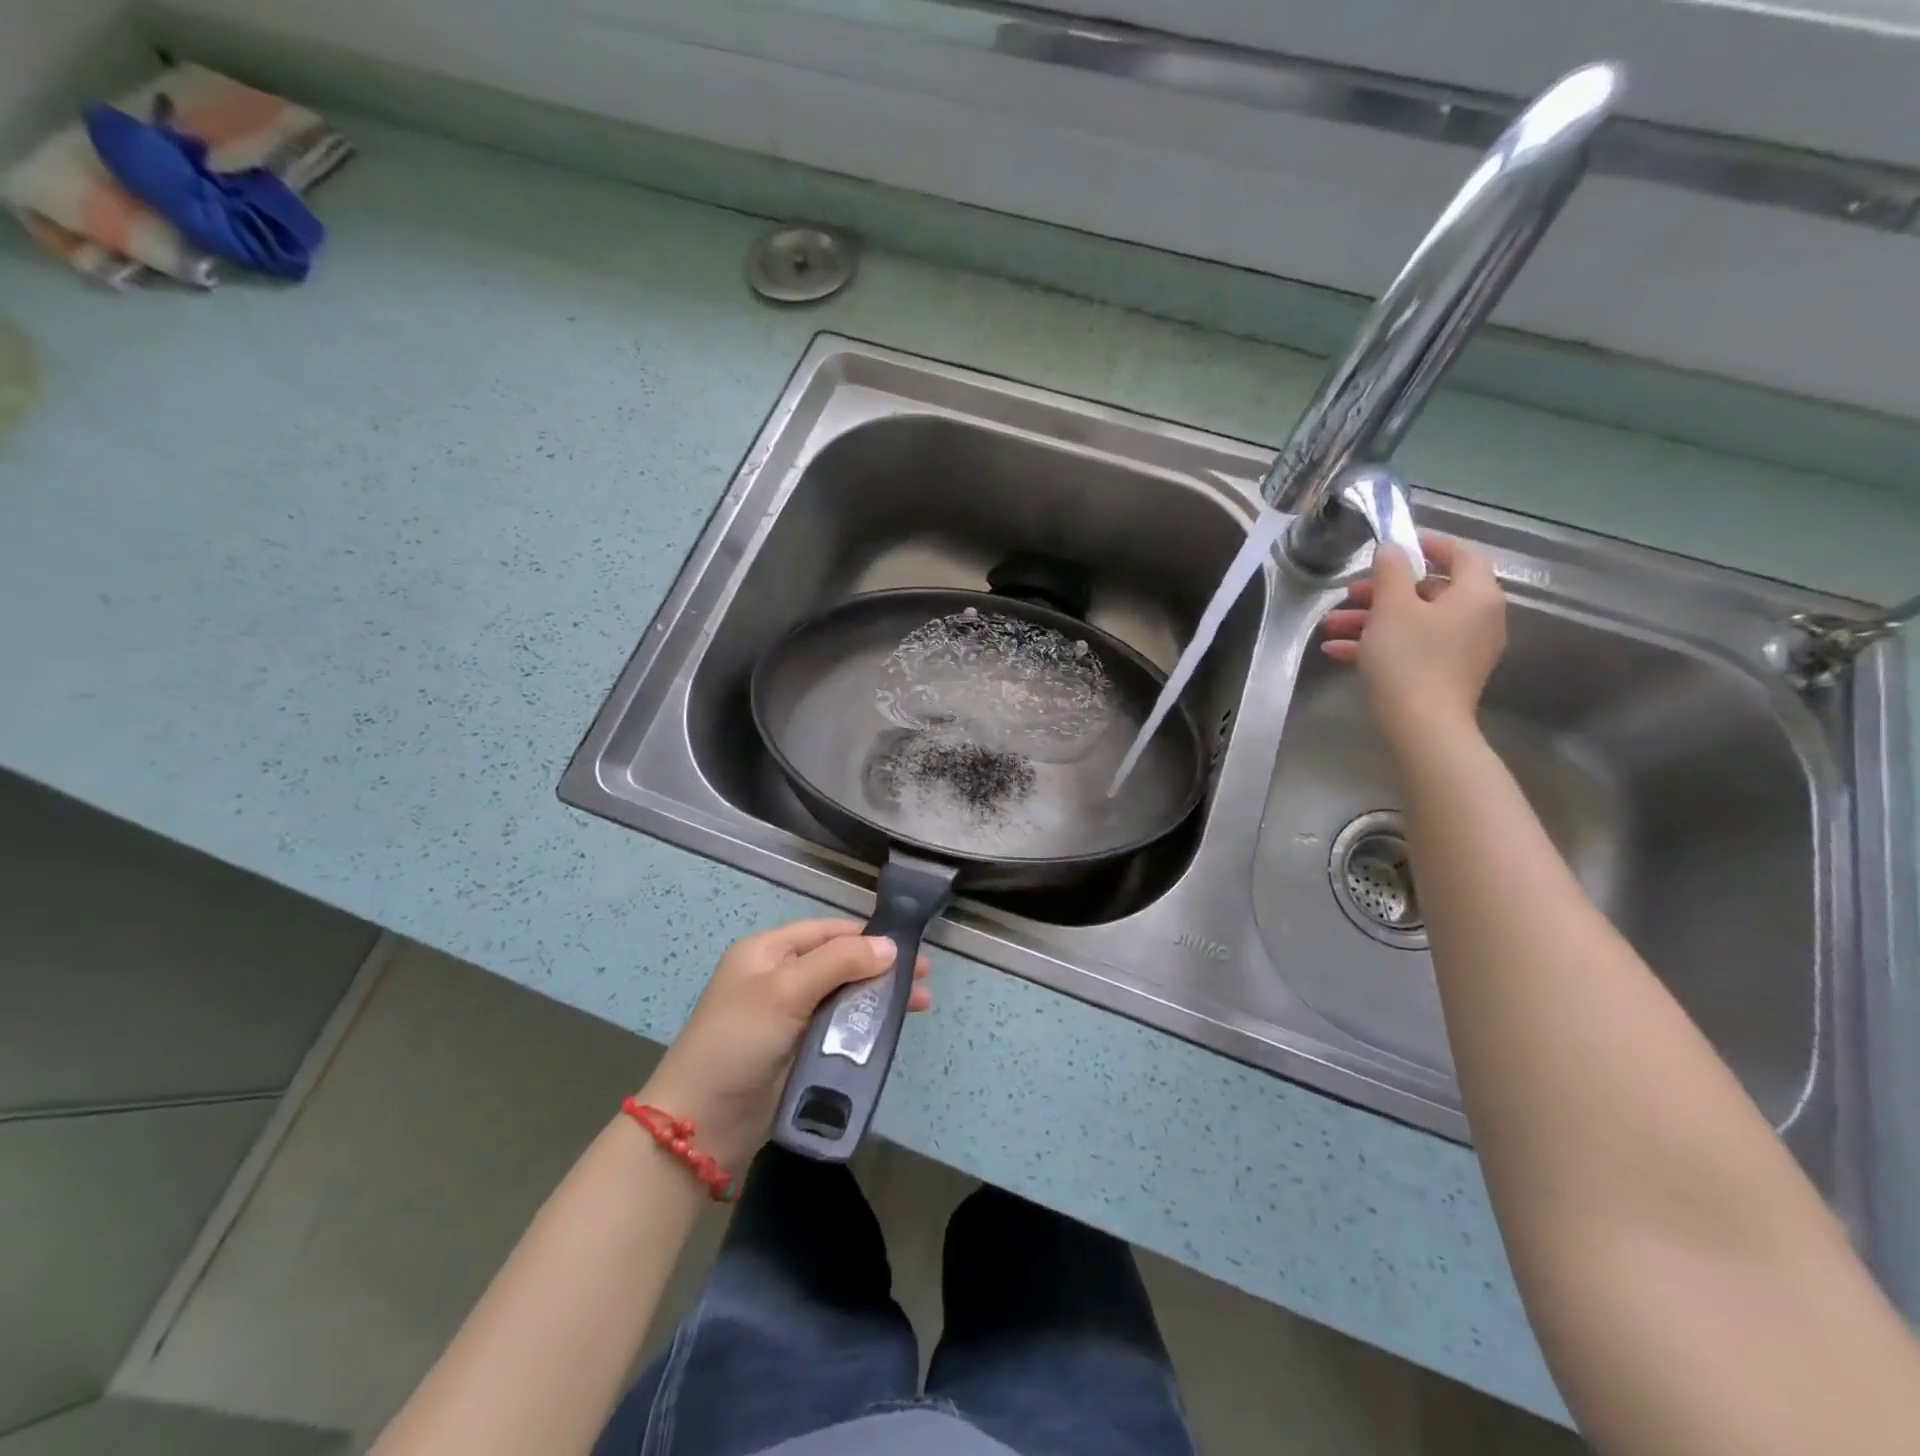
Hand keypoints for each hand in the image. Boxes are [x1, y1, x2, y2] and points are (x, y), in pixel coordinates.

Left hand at [638, 919, 931, 1169]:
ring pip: (844, 997)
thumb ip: (839, 962)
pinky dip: (866, 1026)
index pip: (827, 931)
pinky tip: (892, 1030)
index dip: (867, 936)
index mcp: (768, 952)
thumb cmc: (738, 1042)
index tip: (909, 945)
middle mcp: (779, 978)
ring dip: (879, 998)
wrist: (700, 1124)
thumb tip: (890, 946)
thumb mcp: (786, 991)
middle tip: (924, 976)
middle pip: (840, 962)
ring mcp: (789, 1017)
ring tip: (921, 1004)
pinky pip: (840, 1029)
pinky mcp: (799, 1051)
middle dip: (881, 967)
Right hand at [1319, 532, 1506, 750]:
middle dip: (1382, 591)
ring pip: (1413, 622)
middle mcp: (1477, 619)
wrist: (1421, 727)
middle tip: (1349, 593)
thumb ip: (1391, 571)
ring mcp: (1462, 649)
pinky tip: (1337, 651)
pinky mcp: (1444, 674)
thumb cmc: (1408, 659)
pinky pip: (1411, 647)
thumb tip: (1392, 549)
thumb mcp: (1392, 608)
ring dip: (1371, 620)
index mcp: (1476, 595)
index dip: (1427, 544)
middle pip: (1429, 591)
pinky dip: (1379, 644)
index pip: (1460, 554)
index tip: (1394, 543)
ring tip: (1331, 626)